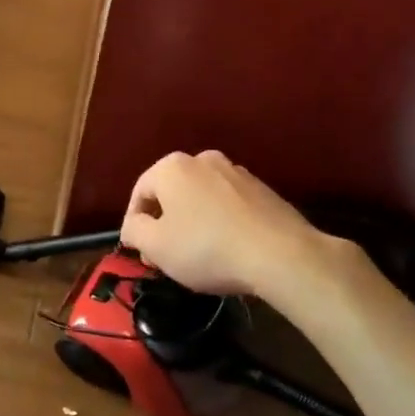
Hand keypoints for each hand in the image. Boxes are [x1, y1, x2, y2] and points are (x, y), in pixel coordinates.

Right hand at [120, 151, 354, 305]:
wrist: (281, 254)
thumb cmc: (207, 248)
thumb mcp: (156, 246)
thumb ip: (134, 231)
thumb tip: (133, 225)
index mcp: (172, 166)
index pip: (139, 193)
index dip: (134, 224)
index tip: (140, 253)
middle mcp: (202, 159)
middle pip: (172, 193)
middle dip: (164, 223)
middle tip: (165, 257)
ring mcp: (236, 171)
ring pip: (201, 198)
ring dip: (193, 222)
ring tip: (197, 256)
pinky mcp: (262, 189)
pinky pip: (228, 205)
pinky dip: (220, 222)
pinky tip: (227, 249)